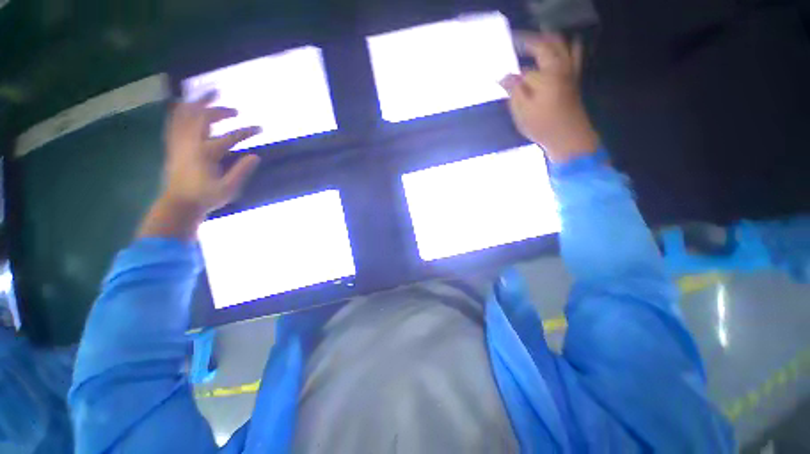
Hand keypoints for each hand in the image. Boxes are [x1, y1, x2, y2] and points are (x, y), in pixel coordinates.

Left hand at [138, 92, 260, 239]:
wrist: (178, 204)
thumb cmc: (205, 197)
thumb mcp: (229, 188)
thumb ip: (242, 171)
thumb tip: (256, 156)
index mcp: (206, 153)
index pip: (230, 137)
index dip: (247, 131)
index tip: (260, 128)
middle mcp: (190, 143)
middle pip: (204, 118)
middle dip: (221, 110)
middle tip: (236, 110)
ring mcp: (179, 143)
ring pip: (185, 115)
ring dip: (198, 103)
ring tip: (209, 96)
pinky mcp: (173, 146)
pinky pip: (174, 122)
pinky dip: (180, 111)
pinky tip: (184, 106)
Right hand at [500, 33, 599, 163]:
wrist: (569, 137)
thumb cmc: (542, 126)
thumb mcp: (522, 112)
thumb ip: (513, 90)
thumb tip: (504, 77)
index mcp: (545, 76)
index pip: (524, 70)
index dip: (511, 75)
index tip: (499, 78)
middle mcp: (559, 67)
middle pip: (545, 44)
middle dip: (529, 41)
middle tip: (515, 42)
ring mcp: (570, 71)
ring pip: (562, 44)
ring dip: (547, 39)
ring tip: (535, 40)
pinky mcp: (575, 79)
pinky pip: (574, 54)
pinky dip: (568, 46)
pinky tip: (562, 47)